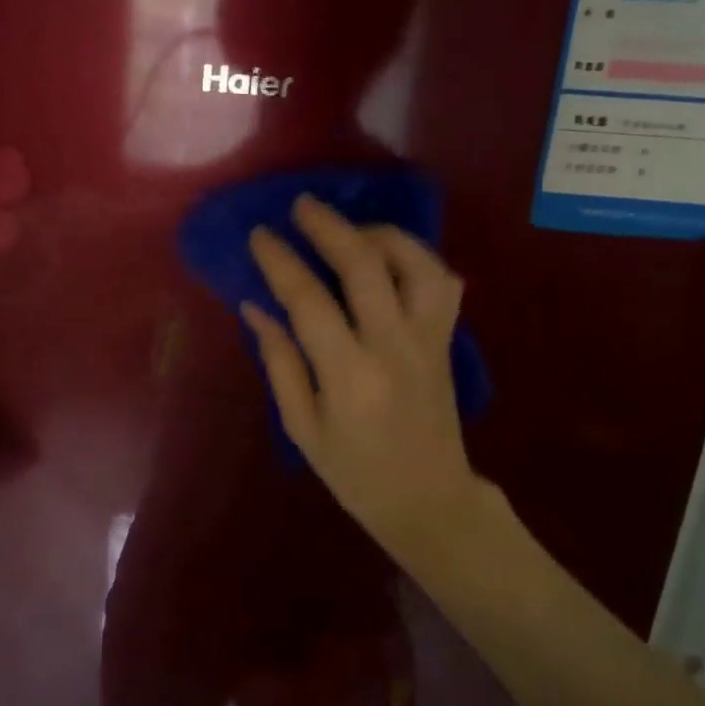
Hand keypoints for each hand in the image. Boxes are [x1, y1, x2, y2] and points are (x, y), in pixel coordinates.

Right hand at [241, 196, 482, 560]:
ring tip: (351, 230)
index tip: (260, 235)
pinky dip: (417, 258)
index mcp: (349, 375)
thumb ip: (280, 362)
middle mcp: (393, 347)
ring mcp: (429, 340)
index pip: (309, 300)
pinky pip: (443, 282)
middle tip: (302, 205)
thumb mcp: (303, 427)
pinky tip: (390, 258)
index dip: (281, 261)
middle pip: (366, 265)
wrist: (429, 500)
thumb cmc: (354, 473)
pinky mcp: (447, 340)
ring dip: (381, 235)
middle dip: (329, 227)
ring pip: (417, 264)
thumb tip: (256, 306)